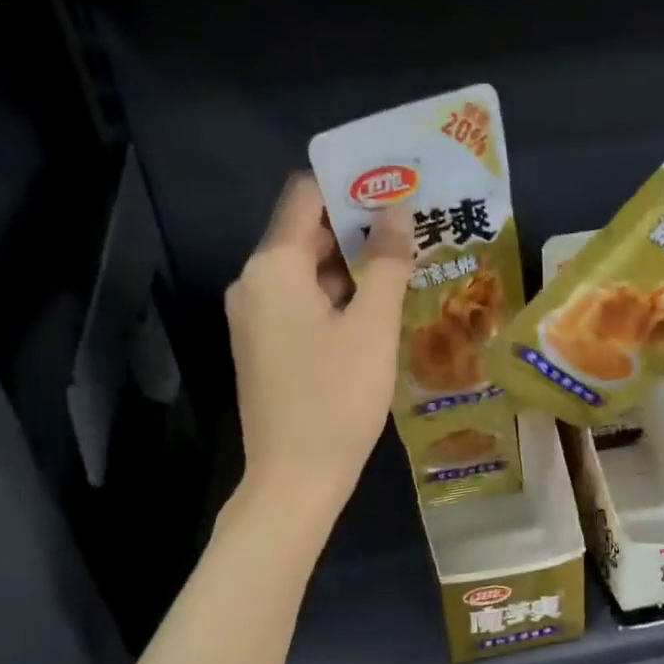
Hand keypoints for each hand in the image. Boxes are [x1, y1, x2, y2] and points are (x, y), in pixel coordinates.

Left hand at [226, 173, 415, 518]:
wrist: (295, 478)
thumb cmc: (337, 399)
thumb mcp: (372, 328)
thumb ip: (386, 263)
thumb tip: (397, 212)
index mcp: (273, 267)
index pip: (306, 195)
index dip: (350, 185)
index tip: (395, 187)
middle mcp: (253, 283)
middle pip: (304, 233)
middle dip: (356, 228)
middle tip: (410, 228)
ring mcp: (253, 318)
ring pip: (303, 272)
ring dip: (348, 266)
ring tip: (401, 266)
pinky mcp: (262, 348)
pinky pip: (298, 303)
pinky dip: (332, 297)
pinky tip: (372, 310)